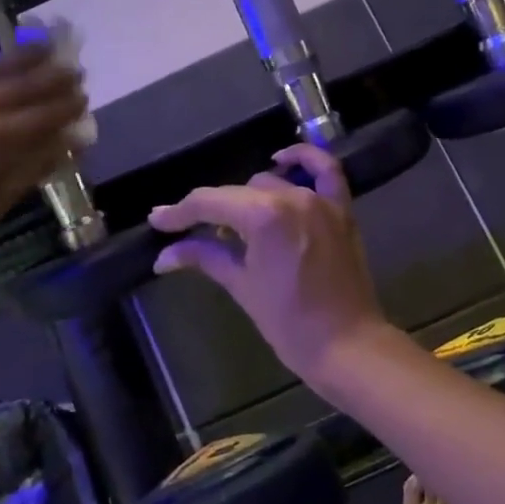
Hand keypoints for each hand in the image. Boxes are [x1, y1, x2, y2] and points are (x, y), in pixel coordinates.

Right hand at [147, 144, 390, 388]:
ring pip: (272, 183)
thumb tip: (164, 256)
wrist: (346, 345)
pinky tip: (283, 158)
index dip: (180, 212)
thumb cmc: (289, 322)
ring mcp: (321, 201)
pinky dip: (305, 159)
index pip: (210, 203)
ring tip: (234, 225)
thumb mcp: (241, 286)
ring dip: (248, 199)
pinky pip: (326, 171)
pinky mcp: (342, 211)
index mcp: (264, 217)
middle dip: (212, 211)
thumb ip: (204, 258)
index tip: (158, 221)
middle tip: (194, 234)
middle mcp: (292, 198)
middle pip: (238, 193)